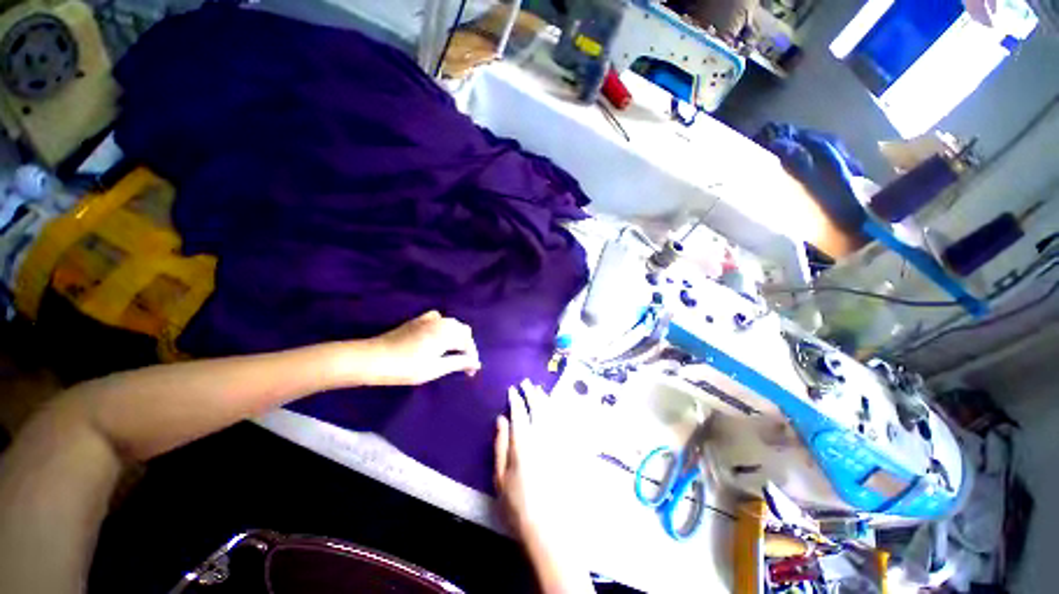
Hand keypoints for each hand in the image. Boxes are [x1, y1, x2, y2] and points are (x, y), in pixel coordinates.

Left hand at [357, 311, 479, 385]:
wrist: (373, 359)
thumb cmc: (406, 367)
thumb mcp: (435, 368)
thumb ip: (458, 363)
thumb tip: (476, 363)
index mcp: (447, 332)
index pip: (468, 342)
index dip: (472, 357)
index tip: (471, 372)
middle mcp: (441, 322)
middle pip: (463, 331)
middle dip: (466, 346)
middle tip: (463, 364)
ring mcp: (428, 319)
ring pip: (452, 324)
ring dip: (457, 337)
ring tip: (453, 353)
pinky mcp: (418, 320)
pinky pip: (439, 320)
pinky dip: (444, 328)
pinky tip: (439, 338)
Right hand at [495, 380, 594, 593]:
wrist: (551, 528)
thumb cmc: (518, 505)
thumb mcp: (500, 477)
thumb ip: (500, 445)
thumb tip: (501, 419)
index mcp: (523, 441)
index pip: (519, 411)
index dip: (515, 398)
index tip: (512, 389)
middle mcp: (543, 435)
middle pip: (537, 406)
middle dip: (531, 392)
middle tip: (526, 383)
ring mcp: (559, 441)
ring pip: (552, 411)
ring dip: (545, 398)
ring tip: (540, 390)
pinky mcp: (570, 449)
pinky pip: (566, 422)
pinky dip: (560, 411)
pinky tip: (557, 407)